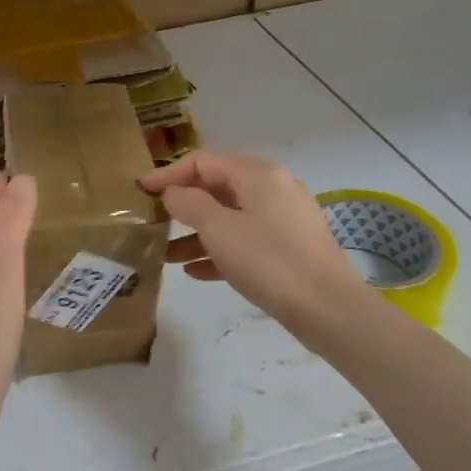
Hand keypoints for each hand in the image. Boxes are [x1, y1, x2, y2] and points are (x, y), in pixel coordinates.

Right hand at [142, 151, 372, 330]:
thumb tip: (174, 192)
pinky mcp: (290, 247)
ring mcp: (285, 219)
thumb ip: (189, 204)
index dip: (168, 174)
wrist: (329, 309)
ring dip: (197, 233)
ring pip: (230, 217)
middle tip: (153, 221)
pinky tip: (196, 272)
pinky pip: (246, 240)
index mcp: (258, 174)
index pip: (203, 161)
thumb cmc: (269, 261)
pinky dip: (220, 250)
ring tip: (167, 255)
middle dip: (183, 206)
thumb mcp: (219, 229)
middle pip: (217, 188)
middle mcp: (273, 188)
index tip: (141, 191)